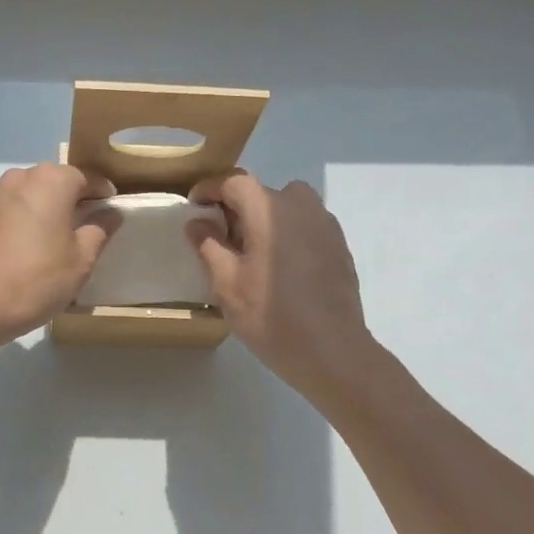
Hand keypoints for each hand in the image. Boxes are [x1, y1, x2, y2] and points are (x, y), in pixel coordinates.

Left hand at [0, 163, 117, 351]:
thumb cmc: (38, 280)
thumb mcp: (81, 260)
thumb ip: (99, 229)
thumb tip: (110, 213)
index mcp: (51, 181)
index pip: (86, 177)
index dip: (101, 193)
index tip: (109, 209)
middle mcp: (17, 178)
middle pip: (50, 183)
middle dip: (65, 200)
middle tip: (76, 229)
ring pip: (21, 196)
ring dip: (34, 211)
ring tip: (41, 242)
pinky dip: (8, 224)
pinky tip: (11, 252)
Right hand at [187, 173, 377, 398]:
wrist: (332, 351)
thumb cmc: (270, 315)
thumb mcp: (226, 283)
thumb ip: (208, 245)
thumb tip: (198, 222)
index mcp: (269, 209)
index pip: (234, 182)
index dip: (210, 189)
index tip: (194, 205)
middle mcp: (300, 206)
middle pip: (262, 192)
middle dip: (238, 207)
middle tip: (220, 237)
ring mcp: (325, 225)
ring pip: (288, 206)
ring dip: (266, 219)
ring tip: (252, 251)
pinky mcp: (339, 246)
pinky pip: (306, 226)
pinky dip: (288, 234)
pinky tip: (281, 268)